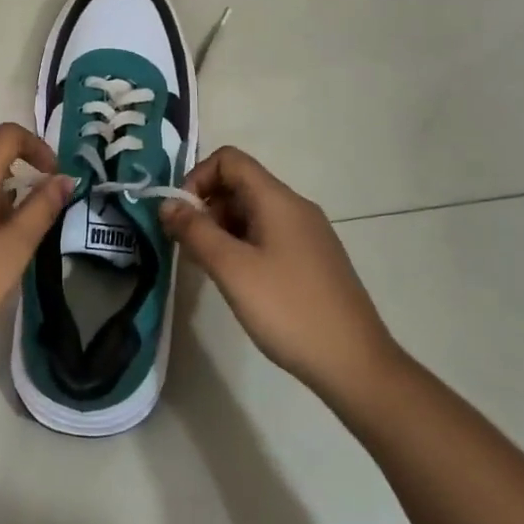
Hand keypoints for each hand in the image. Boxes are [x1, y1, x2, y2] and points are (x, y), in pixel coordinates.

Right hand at [161, 147, 398, 407]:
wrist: (355, 364)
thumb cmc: (288, 309)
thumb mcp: (232, 269)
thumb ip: (195, 231)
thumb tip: (167, 203)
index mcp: (278, 200)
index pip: (229, 160)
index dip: (197, 178)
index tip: (182, 217)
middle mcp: (295, 208)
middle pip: (240, 185)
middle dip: (206, 207)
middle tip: (189, 248)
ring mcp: (307, 235)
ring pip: (252, 213)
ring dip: (222, 230)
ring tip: (209, 269)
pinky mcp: (312, 260)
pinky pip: (268, 236)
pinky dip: (243, 247)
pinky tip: (238, 283)